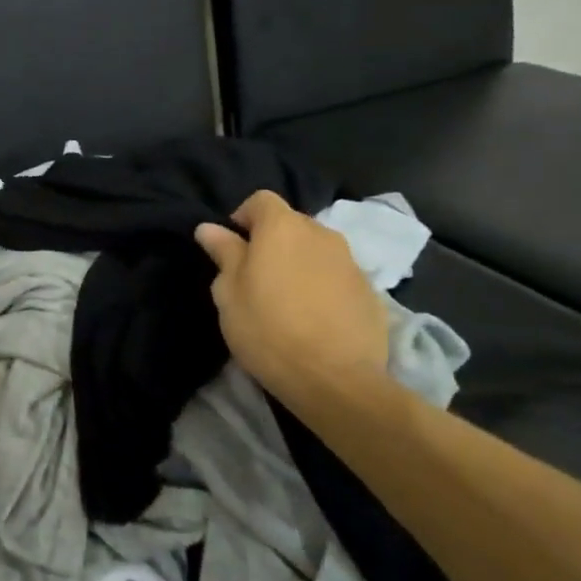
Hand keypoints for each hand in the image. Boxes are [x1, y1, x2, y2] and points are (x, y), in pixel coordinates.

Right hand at [194, 191, 389, 401]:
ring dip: (299, 263)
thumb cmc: (267, 329)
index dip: (243, 217)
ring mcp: (351, 262)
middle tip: (255, 276)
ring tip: (286, 298)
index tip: (232, 247)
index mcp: (282, 227)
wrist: (335, 380)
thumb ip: (224, 253)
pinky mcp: (370, 292)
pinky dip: (322, 285)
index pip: (261, 200)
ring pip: (316, 250)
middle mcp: (321, 234)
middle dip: (272, 240)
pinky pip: (337, 276)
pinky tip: (313, 317)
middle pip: (291, 223)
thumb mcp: (229, 292)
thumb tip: (210, 228)